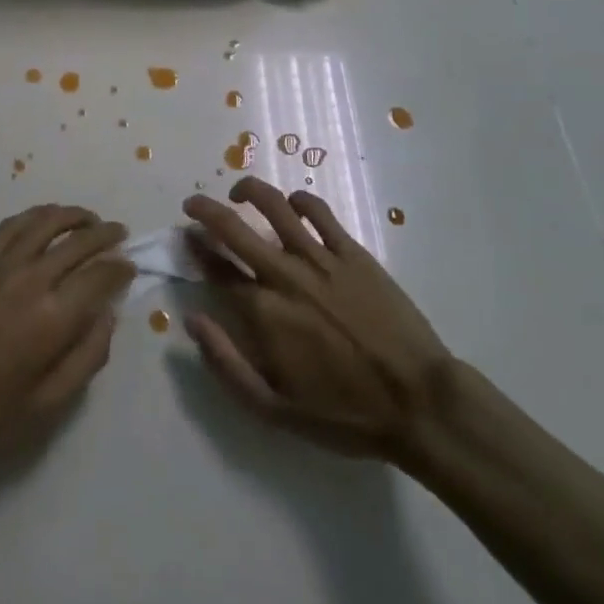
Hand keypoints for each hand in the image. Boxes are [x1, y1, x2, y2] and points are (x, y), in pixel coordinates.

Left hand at [0, 204, 131, 489]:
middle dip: (105, 234)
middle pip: (78, 240)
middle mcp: (29, 278)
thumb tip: (108, 315)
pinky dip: (35, 217)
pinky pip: (11, 226)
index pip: (101, 274)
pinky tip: (43, 222)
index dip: (121, 267)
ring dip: (72, 216)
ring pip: (44, 221)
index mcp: (53, 317)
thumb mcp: (48, 405)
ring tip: (86, 219)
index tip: (129, 267)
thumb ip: (88, 356)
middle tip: (118, 234)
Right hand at [182, 177, 457, 465]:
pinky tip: (293, 202)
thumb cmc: (344, 414)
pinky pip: (319, 211)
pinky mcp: (352, 252)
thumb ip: (226, 363)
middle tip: (193, 205)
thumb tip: (192, 320)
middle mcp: (284, 274)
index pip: (216, 268)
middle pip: (234, 227)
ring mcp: (320, 258)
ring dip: (249, 191)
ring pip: (275, 206)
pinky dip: (300, 199)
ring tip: (238, 190)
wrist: (418, 402)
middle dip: (205, 210)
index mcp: (263, 312)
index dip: (196, 249)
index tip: (186, 238)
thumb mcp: (273, 410)